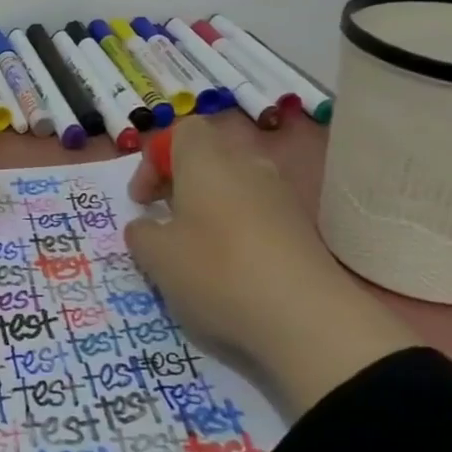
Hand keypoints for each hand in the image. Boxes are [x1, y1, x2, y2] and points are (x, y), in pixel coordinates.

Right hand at [124, 116, 421, 414]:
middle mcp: (247, 166)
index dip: (155, 160)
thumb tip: (148, 227)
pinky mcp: (304, 229)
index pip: (181, 131)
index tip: (142, 201)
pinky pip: (260, 216)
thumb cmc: (217, 272)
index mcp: (207, 160)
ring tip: (197, 251)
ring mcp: (282, 196)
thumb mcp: (156, 257)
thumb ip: (141, 233)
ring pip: (236, 188)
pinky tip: (233, 272)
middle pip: (209, 158)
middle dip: (181, 185)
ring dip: (211, 210)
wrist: (309, 320)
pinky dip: (240, 233)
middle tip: (164, 222)